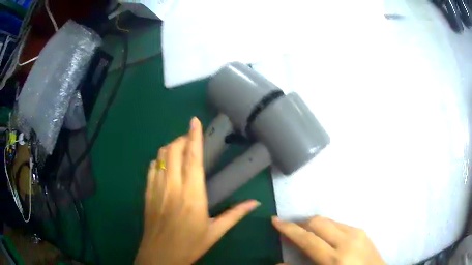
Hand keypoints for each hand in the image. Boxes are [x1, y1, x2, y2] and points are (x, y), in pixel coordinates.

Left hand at [135, 117, 259, 264]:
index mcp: (192, 195)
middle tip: (190, 139)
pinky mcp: (147, 193)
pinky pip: (151, 168)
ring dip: (170, 148)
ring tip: (180, 150)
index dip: (193, 136)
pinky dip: (159, 161)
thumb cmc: (190, 245)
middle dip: (181, 139)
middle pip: (173, 151)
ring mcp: (156, 188)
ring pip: (161, 157)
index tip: (194, 121)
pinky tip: (165, 166)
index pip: (192, 158)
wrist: (160, 256)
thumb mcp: (215, 232)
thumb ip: (235, 214)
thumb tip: (255, 202)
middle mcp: (172, 187)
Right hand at [272, 216, 383, 264]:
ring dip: (315, 225)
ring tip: (309, 236)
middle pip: (318, 222)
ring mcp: (357, 233)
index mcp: (335, 258)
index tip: (275, 220)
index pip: (307, 238)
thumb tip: (278, 262)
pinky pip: (339, 224)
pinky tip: (327, 239)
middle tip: (292, 232)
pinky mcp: (362, 231)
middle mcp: (347, 240)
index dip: (288, 229)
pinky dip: (328, 228)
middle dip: (301, 224)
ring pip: (329, 220)